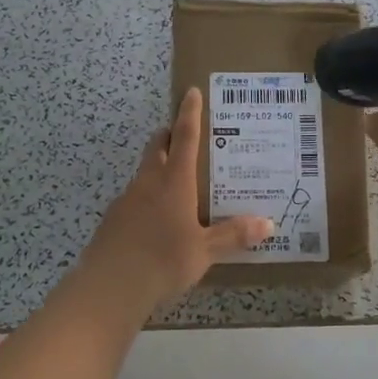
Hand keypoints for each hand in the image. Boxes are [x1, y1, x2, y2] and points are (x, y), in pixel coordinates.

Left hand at [80, 88, 273, 310]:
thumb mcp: (204, 251)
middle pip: (158, 147)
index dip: (189, 113)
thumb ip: (234, 235)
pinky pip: (134, 198)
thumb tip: (268, 224)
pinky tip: (156, 220)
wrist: (109, 286)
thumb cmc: (163, 261)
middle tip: (184, 136)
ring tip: (177, 183)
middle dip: (169, 136)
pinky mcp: (113, 219)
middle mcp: (149, 182)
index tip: (190, 92)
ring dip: (158, 168)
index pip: (185, 137)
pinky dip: (147, 197)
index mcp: (174, 182)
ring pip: (144, 173)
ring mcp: (127, 200)